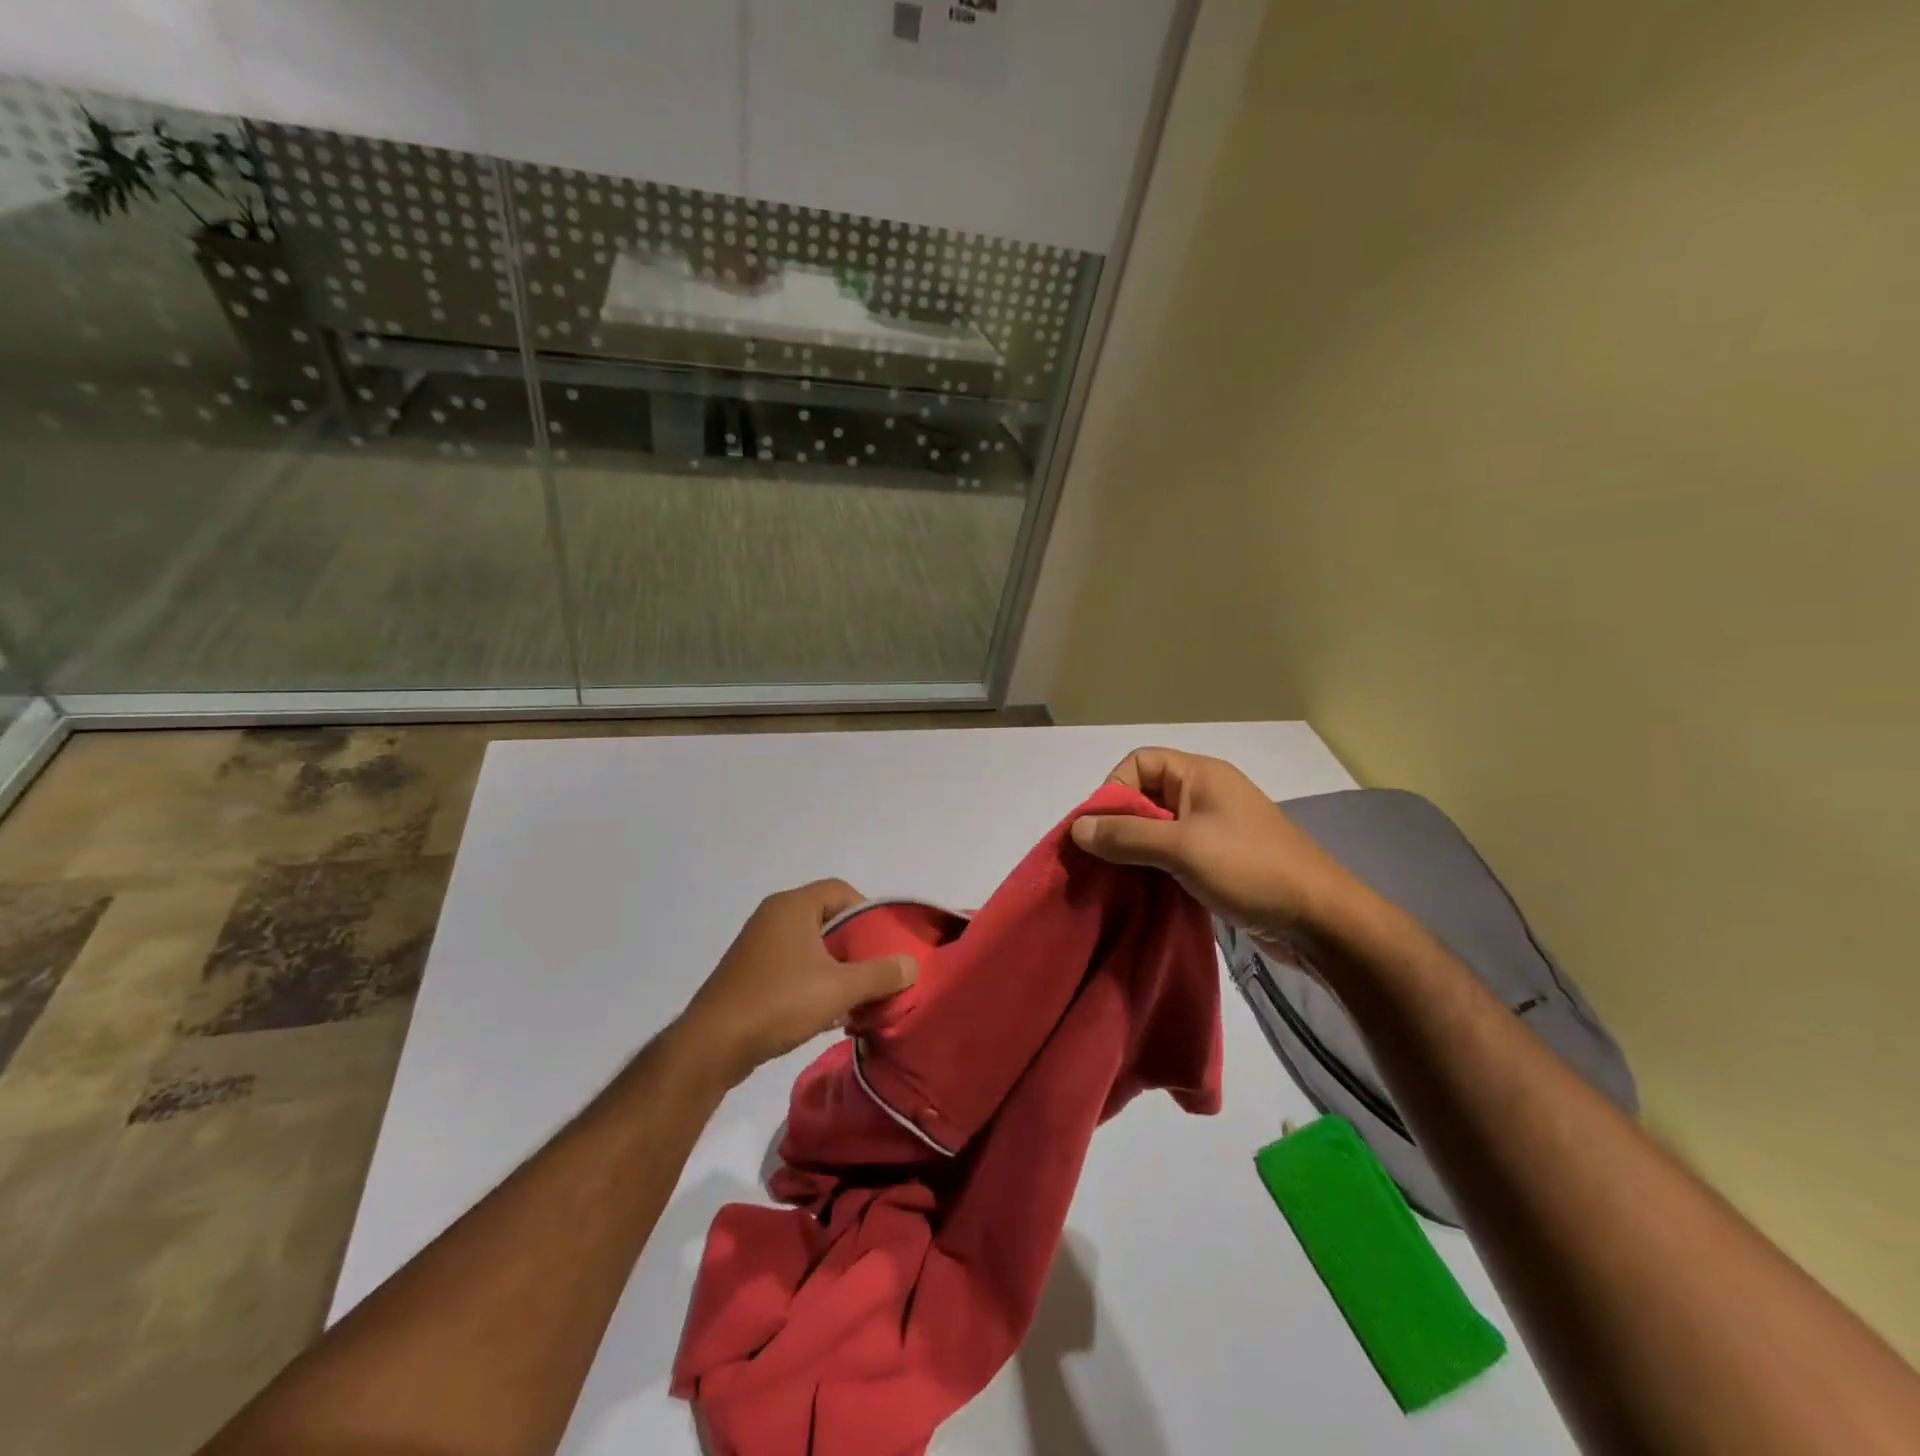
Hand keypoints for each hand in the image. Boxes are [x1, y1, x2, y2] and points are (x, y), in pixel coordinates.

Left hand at [673, 880, 917, 1088]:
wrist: (712, 1045)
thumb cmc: (778, 1002)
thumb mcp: (839, 989)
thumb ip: (880, 974)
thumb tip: (911, 965)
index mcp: (792, 906)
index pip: (841, 890)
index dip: (867, 911)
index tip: (882, 943)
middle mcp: (773, 916)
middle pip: (827, 917)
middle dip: (854, 944)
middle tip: (874, 971)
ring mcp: (757, 944)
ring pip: (810, 944)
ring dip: (834, 966)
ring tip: (854, 995)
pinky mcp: (748, 971)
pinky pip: (791, 964)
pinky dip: (812, 980)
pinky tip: (824, 1012)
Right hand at [1070, 748, 1360, 952]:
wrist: (1320, 920)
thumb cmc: (1250, 869)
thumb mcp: (1181, 848)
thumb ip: (1126, 836)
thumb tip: (1077, 829)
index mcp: (1200, 775)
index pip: (1139, 762)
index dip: (1113, 789)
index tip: (1101, 829)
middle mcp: (1204, 794)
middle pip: (1144, 795)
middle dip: (1117, 824)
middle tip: (1099, 859)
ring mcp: (1212, 829)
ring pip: (1156, 829)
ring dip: (1133, 850)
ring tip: (1114, 879)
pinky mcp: (1217, 861)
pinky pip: (1171, 854)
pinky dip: (1152, 868)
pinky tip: (1139, 891)